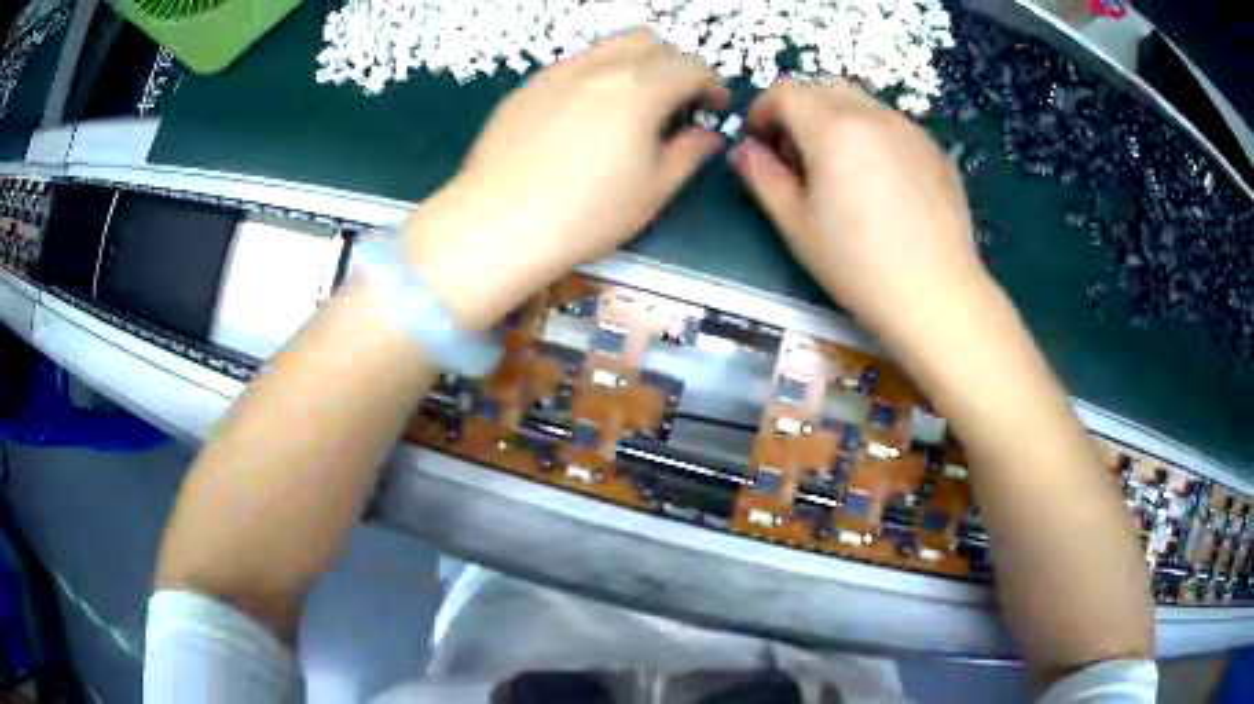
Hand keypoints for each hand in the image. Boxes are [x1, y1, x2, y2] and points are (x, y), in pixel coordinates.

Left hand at [402, 28, 729, 328]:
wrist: (498, 223)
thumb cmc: (585, 214)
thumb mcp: (653, 191)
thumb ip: (689, 153)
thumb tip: (708, 135)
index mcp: (640, 89)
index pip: (690, 66)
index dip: (712, 84)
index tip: (714, 108)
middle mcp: (599, 67)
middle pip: (650, 41)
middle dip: (673, 64)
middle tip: (675, 103)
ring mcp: (556, 73)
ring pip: (607, 47)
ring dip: (633, 64)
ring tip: (631, 106)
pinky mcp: (526, 88)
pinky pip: (571, 66)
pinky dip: (595, 77)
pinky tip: (585, 116)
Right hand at [728, 79, 984, 336]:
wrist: (937, 295)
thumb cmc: (858, 266)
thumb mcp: (797, 225)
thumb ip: (763, 178)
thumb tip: (743, 151)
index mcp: (833, 127)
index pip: (785, 91)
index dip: (763, 112)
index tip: (762, 145)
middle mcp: (873, 114)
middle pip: (823, 87)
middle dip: (800, 111)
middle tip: (798, 157)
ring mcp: (911, 129)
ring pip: (861, 102)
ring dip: (837, 119)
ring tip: (841, 170)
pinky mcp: (936, 150)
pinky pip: (893, 125)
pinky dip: (873, 136)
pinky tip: (882, 184)